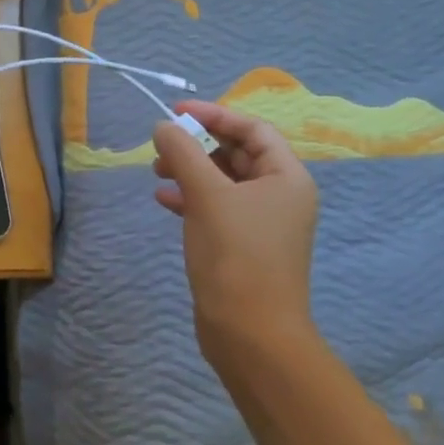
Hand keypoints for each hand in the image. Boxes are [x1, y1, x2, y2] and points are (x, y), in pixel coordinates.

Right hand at [151, 100, 320, 368]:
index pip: (253, 129)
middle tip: (161, 146)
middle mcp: (279, 196)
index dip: (214, 115)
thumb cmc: (236, 254)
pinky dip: (190, 198)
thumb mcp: (206, 195)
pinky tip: (163, 200)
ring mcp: (262, 223)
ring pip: (223, 181)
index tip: (175, 112)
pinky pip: (216, 207)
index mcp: (286, 178)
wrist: (250, 332)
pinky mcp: (242, 245)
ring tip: (156, 172)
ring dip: (190, 170)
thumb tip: (164, 125)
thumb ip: (183, 153)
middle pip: (237, 153)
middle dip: (198, 145)